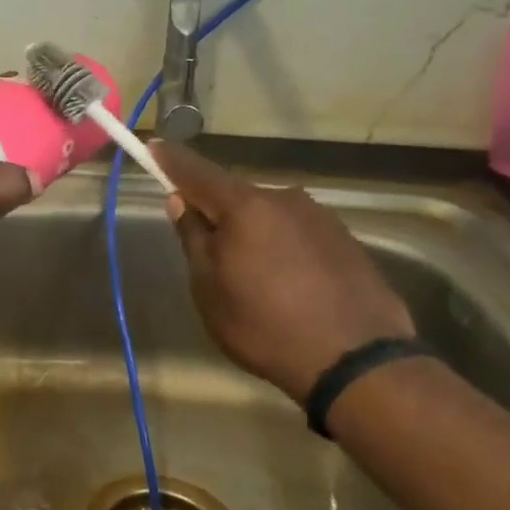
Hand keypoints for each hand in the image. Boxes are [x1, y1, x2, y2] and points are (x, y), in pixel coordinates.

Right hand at [153, 141, 413, 400]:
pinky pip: (297, 233)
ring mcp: (320, 217)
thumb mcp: (209, 289)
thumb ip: (193, 238)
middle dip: (215, 210)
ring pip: (268, 215)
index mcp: (245, 206)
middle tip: (203, 246)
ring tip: (250, 276)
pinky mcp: (346, 240)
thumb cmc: (265, 326)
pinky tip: (286, 284)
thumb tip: (181, 201)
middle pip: (235, 195)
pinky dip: (281, 248)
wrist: (357, 361)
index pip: (197, 172)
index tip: (153, 148)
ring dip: (251, 232)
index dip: (171, 161)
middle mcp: (284, 199)